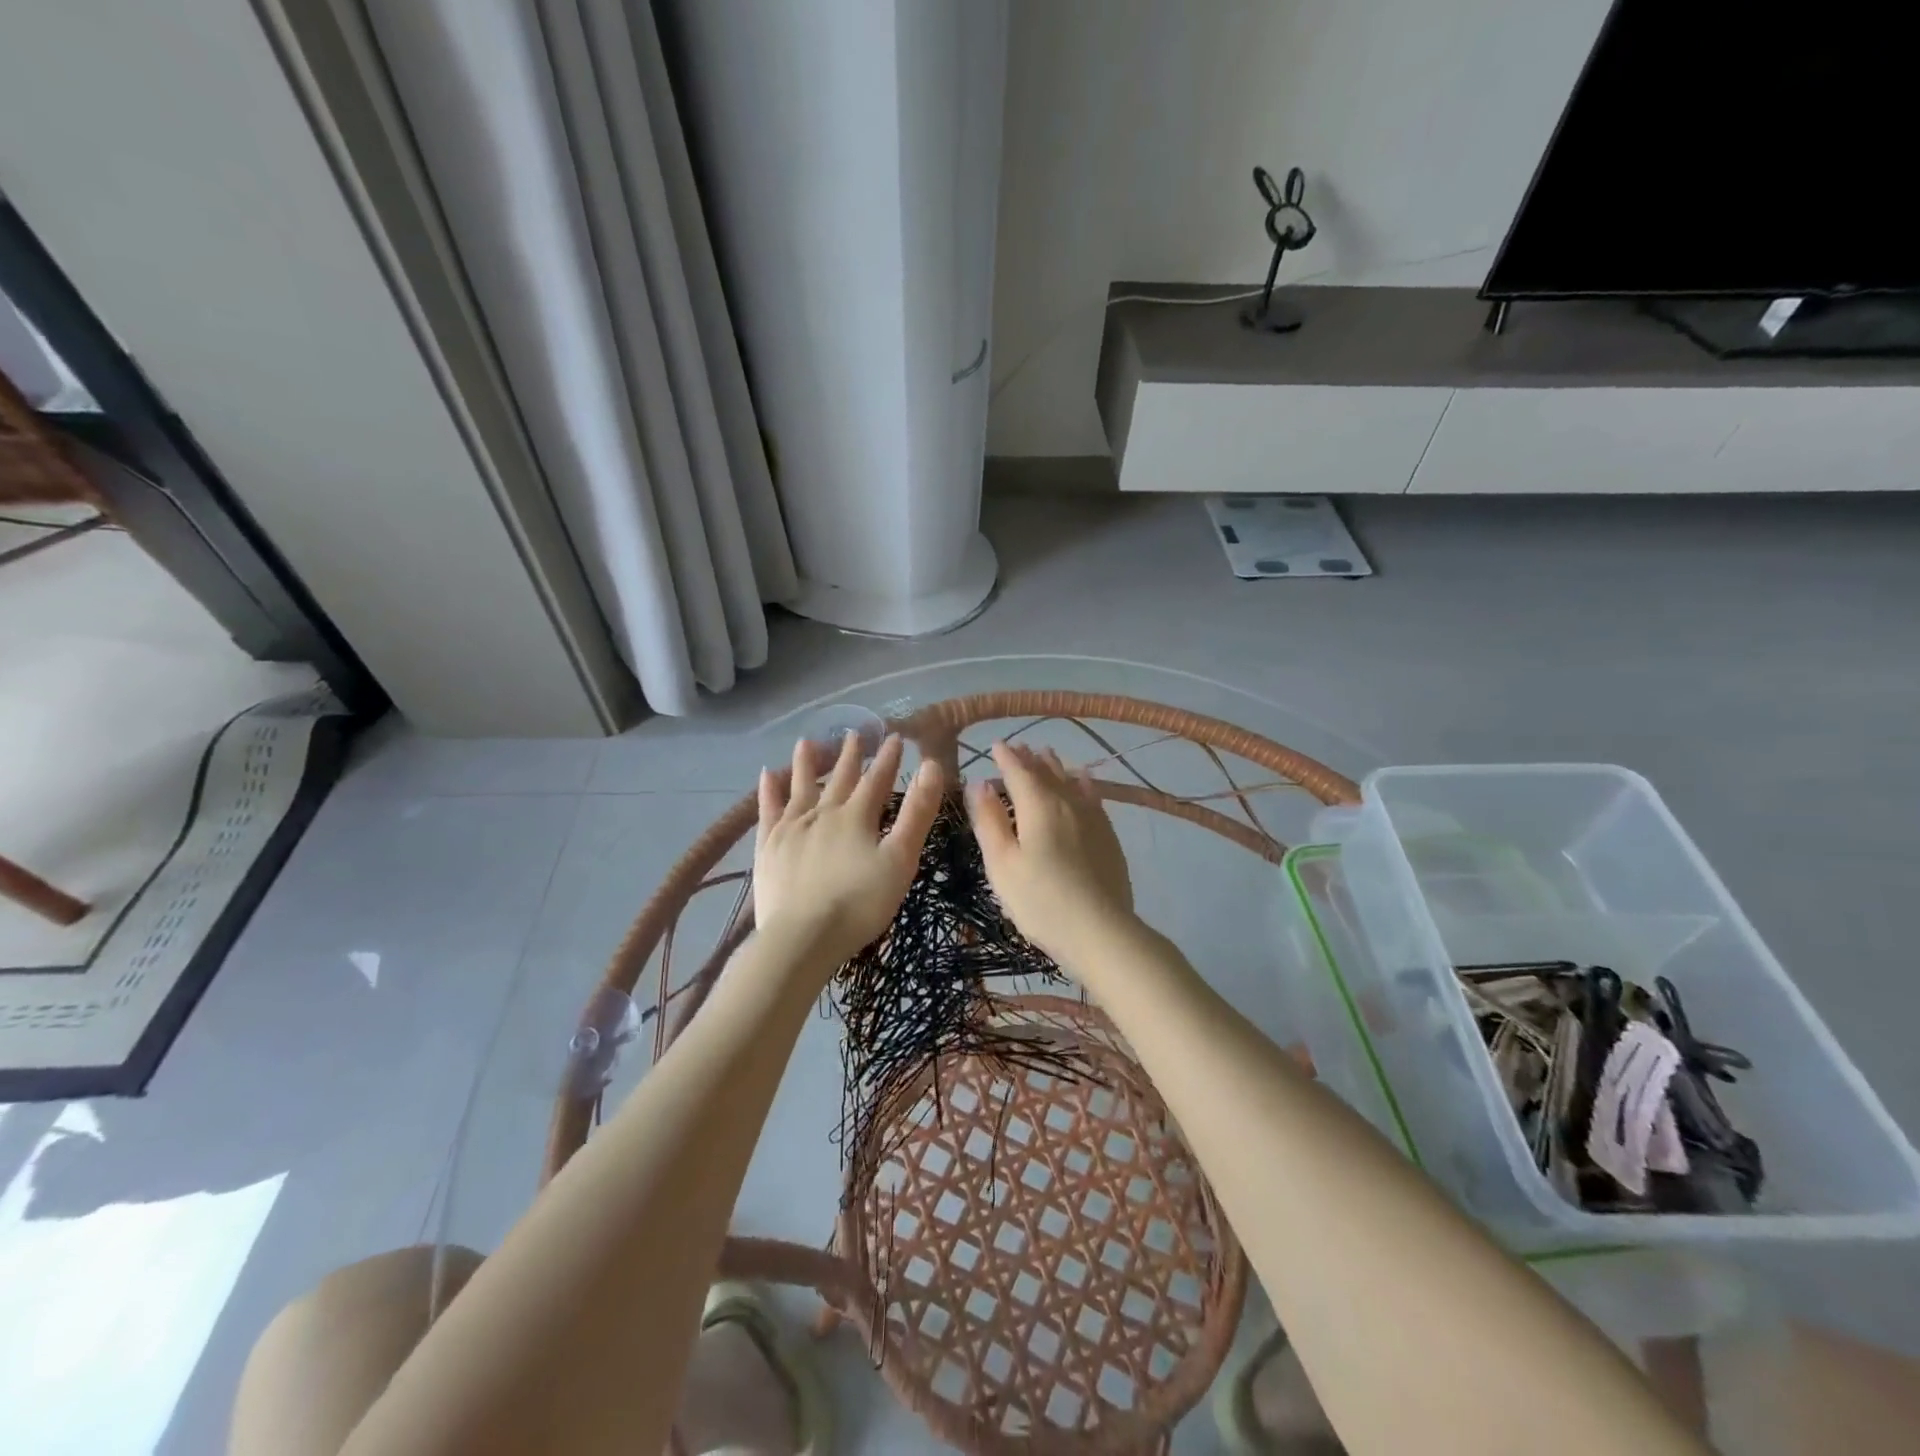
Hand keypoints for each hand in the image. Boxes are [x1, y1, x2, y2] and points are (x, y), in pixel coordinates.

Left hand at [753, 732, 942, 976]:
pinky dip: (769, 791)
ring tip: (808, 741)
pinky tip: (767, 776)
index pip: (877, 779)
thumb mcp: (900, 859)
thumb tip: (931, 765)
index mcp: (857, 816)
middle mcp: (822, 813)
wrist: (803, 937)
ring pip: (800, 786)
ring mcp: (791, 828)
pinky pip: (768, 810)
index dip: (888, 758)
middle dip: (850, 755)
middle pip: (839, 778)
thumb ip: (917, 813)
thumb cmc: (860, 903)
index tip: (895, 736)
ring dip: (807, 763)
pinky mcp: (768, 847)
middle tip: (855, 732)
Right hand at [966, 742, 1135, 972]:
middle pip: (1045, 771)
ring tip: (1046, 754)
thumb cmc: (1040, 900)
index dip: (1005, 757)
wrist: (1100, 930)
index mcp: (1037, 805)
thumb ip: (989, 821)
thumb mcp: (1001, 864)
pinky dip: (1082, 782)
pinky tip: (1082, 780)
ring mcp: (1092, 817)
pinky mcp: (1108, 835)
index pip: (1017, 771)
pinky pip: (1092, 795)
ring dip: (1054, 766)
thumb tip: (979, 784)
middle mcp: (1067, 801)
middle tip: (1018, 747)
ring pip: (1070, 780)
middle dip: (1029, 758)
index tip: (995, 745)